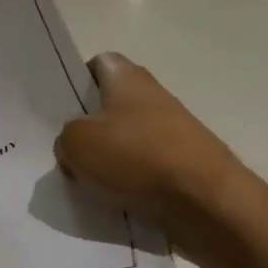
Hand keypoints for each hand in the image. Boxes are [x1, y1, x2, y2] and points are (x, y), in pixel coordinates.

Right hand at [56, 54, 267, 267]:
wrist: (207, 203)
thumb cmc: (137, 158)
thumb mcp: (77, 143)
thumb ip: (66, 136)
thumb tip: (75, 144)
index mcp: (127, 78)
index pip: (97, 64)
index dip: (77, 82)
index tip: (60, 108)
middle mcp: (152, 97)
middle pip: (111, 106)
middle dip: (88, 127)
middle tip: (65, 150)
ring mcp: (172, 132)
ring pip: (127, 141)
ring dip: (108, 160)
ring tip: (86, 183)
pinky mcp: (184, 166)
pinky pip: (144, 170)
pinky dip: (129, 183)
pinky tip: (114, 201)